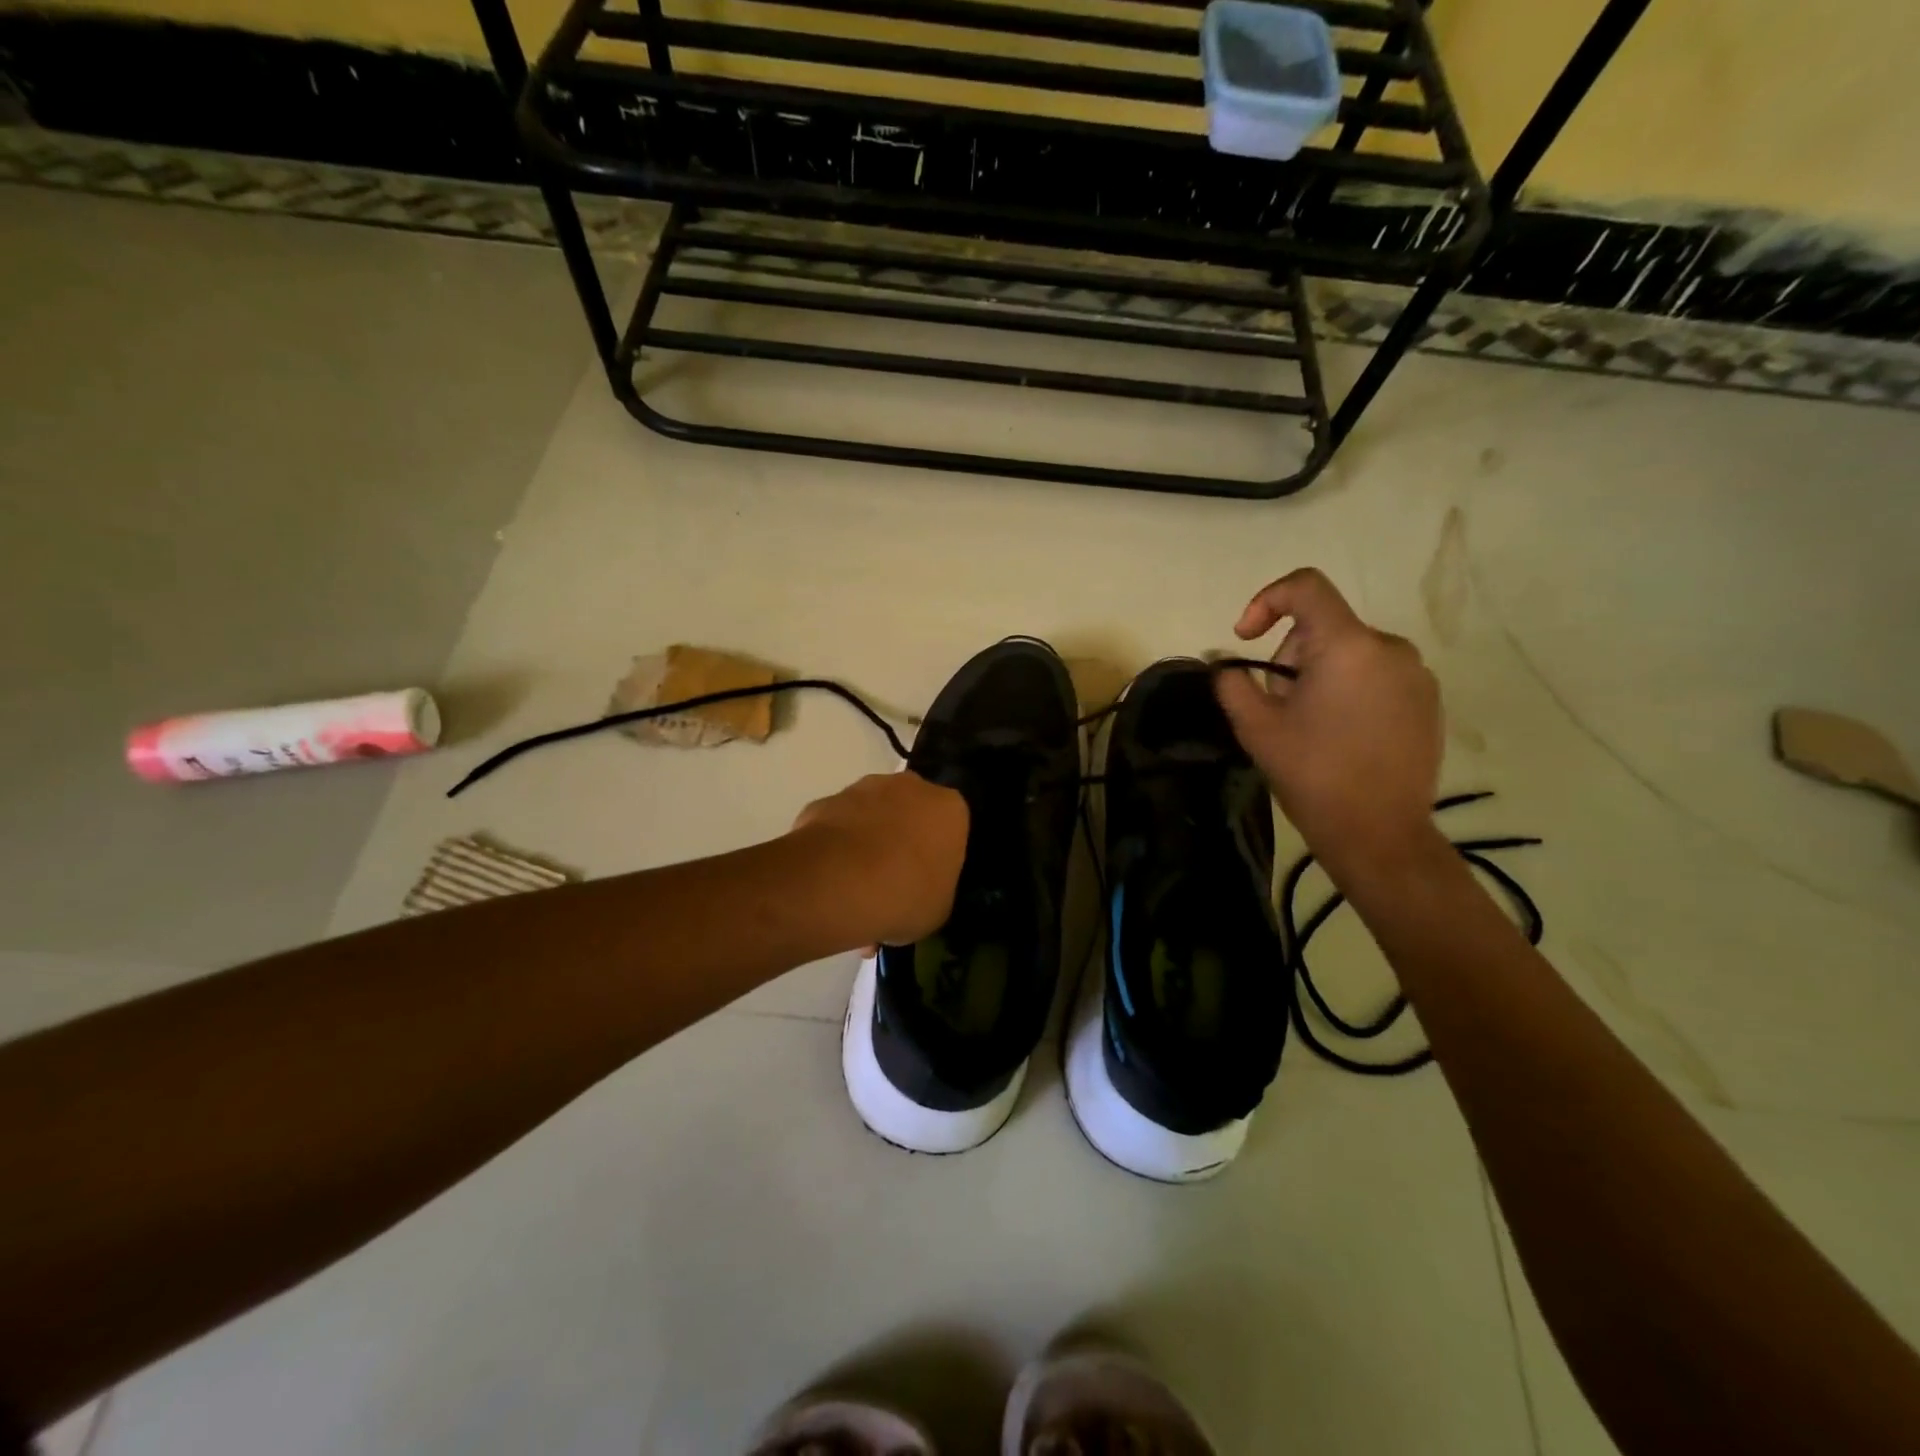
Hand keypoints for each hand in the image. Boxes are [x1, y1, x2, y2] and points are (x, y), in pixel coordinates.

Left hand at [790, 771, 968, 946]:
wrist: (838, 884)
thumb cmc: (905, 895)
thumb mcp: (939, 907)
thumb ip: (937, 886)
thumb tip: (922, 887)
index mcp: (949, 808)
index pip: (951, 825)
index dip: (938, 853)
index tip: (927, 878)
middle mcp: (910, 786)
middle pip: (911, 810)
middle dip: (903, 837)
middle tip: (893, 879)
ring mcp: (863, 788)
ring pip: (871, 813)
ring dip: (867, 839)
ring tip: (855, 884)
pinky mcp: (824, 800)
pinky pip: (837, 825)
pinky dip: (835, 846)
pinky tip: (829, 878)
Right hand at [1214, 568, 1442, 884]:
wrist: (1379, 832)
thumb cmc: (1313, 774)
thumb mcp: (1256, 728)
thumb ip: (1233, 683)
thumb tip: (1227, 666)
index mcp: (1347, 646)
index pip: (1305, 587)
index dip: (1266, 600)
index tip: (1245, 638)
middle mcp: (1390, 648)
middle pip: (1324, 627)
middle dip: (1290, 656)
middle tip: (1276, 704)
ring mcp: (1416, 675)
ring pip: (1350, 652)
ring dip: (1319, 674)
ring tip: (1308, 725)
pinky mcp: (1428, 700)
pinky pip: (1377, 675)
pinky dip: (1350, 690)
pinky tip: (1341, 735)